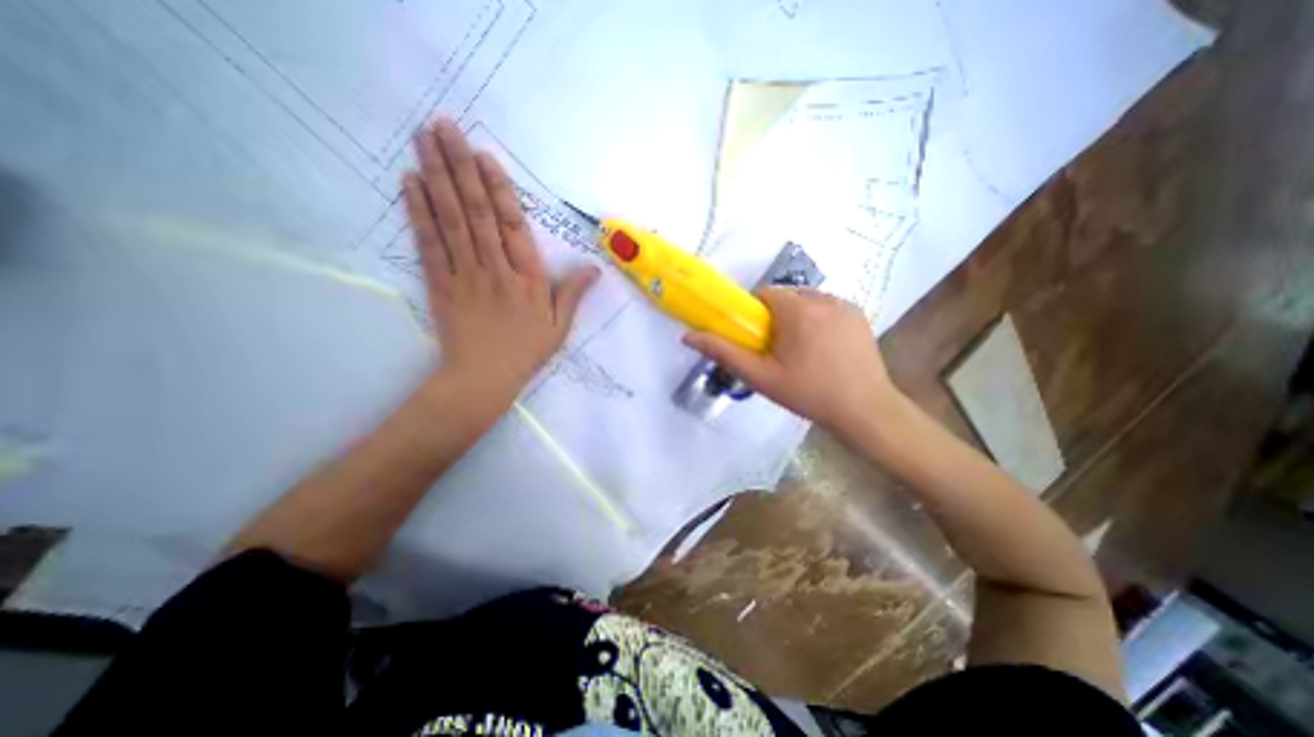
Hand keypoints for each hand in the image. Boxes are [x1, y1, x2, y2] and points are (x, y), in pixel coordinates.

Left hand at [406, 118, 598, 412]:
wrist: (482, 378)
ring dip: (436, 176)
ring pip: (451, 219)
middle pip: (476, 212)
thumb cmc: (526, 351)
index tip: (483, 155)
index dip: (497, 189)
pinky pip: (429, 243)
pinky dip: (418, 212)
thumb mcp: (559, 327)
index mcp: (527, 278)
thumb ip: (573, 294)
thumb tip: (594, 268)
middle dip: (460, 166)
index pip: (512, 225)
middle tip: (442, 125)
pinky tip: (411, 183)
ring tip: (424, 139)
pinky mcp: (440, 283)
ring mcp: (464, 273)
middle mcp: (495, 268)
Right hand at [677, 281, 903, 429]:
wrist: (865, 410)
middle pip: (786, 296)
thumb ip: (724, 353)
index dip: (755, 314)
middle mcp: (823, 298)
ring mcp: (846, 305)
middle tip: (777, 350)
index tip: (758, 339)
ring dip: (797, 317)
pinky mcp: (860, 315)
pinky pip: (828, 308)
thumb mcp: (760, 377)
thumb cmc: (808, 393)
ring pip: (807, 301)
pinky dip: (818, 320)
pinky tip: (823, 349)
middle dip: (776, 317)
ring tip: (802, 351)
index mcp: (797, 309)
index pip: (765, 294)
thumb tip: (688, 336)